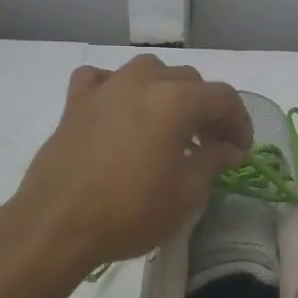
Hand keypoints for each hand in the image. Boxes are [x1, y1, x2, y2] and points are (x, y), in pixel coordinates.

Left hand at [11, 55, 252, 271]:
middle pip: (188, 80)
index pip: (222, 97)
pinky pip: (102, 79)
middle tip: (210, 144)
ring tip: (169, 125)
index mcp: (175, 101)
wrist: (57, 225)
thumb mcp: (185, 194)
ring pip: (147, 72)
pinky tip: (119, 110)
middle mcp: (142, 82)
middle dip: (206, 109)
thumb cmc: (129, 212)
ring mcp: (105, 88)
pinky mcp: (76, 103)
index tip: (240, 149)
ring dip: (166, 92)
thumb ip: (212, 161)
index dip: (239, 121)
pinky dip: (117, 88)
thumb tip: (228, 148)